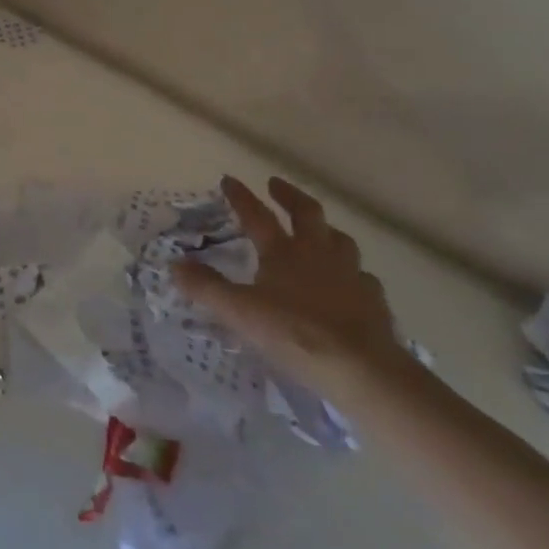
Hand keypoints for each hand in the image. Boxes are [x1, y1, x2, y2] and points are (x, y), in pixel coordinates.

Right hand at [173, 175, 413, 395]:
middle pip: (307, 212)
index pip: (257, 215)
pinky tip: (350, 283)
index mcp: (283, 252)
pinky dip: (353, 273)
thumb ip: (206, 287)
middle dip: (289, 195)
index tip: (229, 179)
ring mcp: (350, 274)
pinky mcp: (373, 300)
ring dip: (326, 230)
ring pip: (340, 240)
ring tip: (319, 230)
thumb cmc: (296, 334)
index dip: (241, 197)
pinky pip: (363, 277)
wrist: (363, 369)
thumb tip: (175, 265)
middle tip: (276, 184)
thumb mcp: (240, 313)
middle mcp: (318, 253)